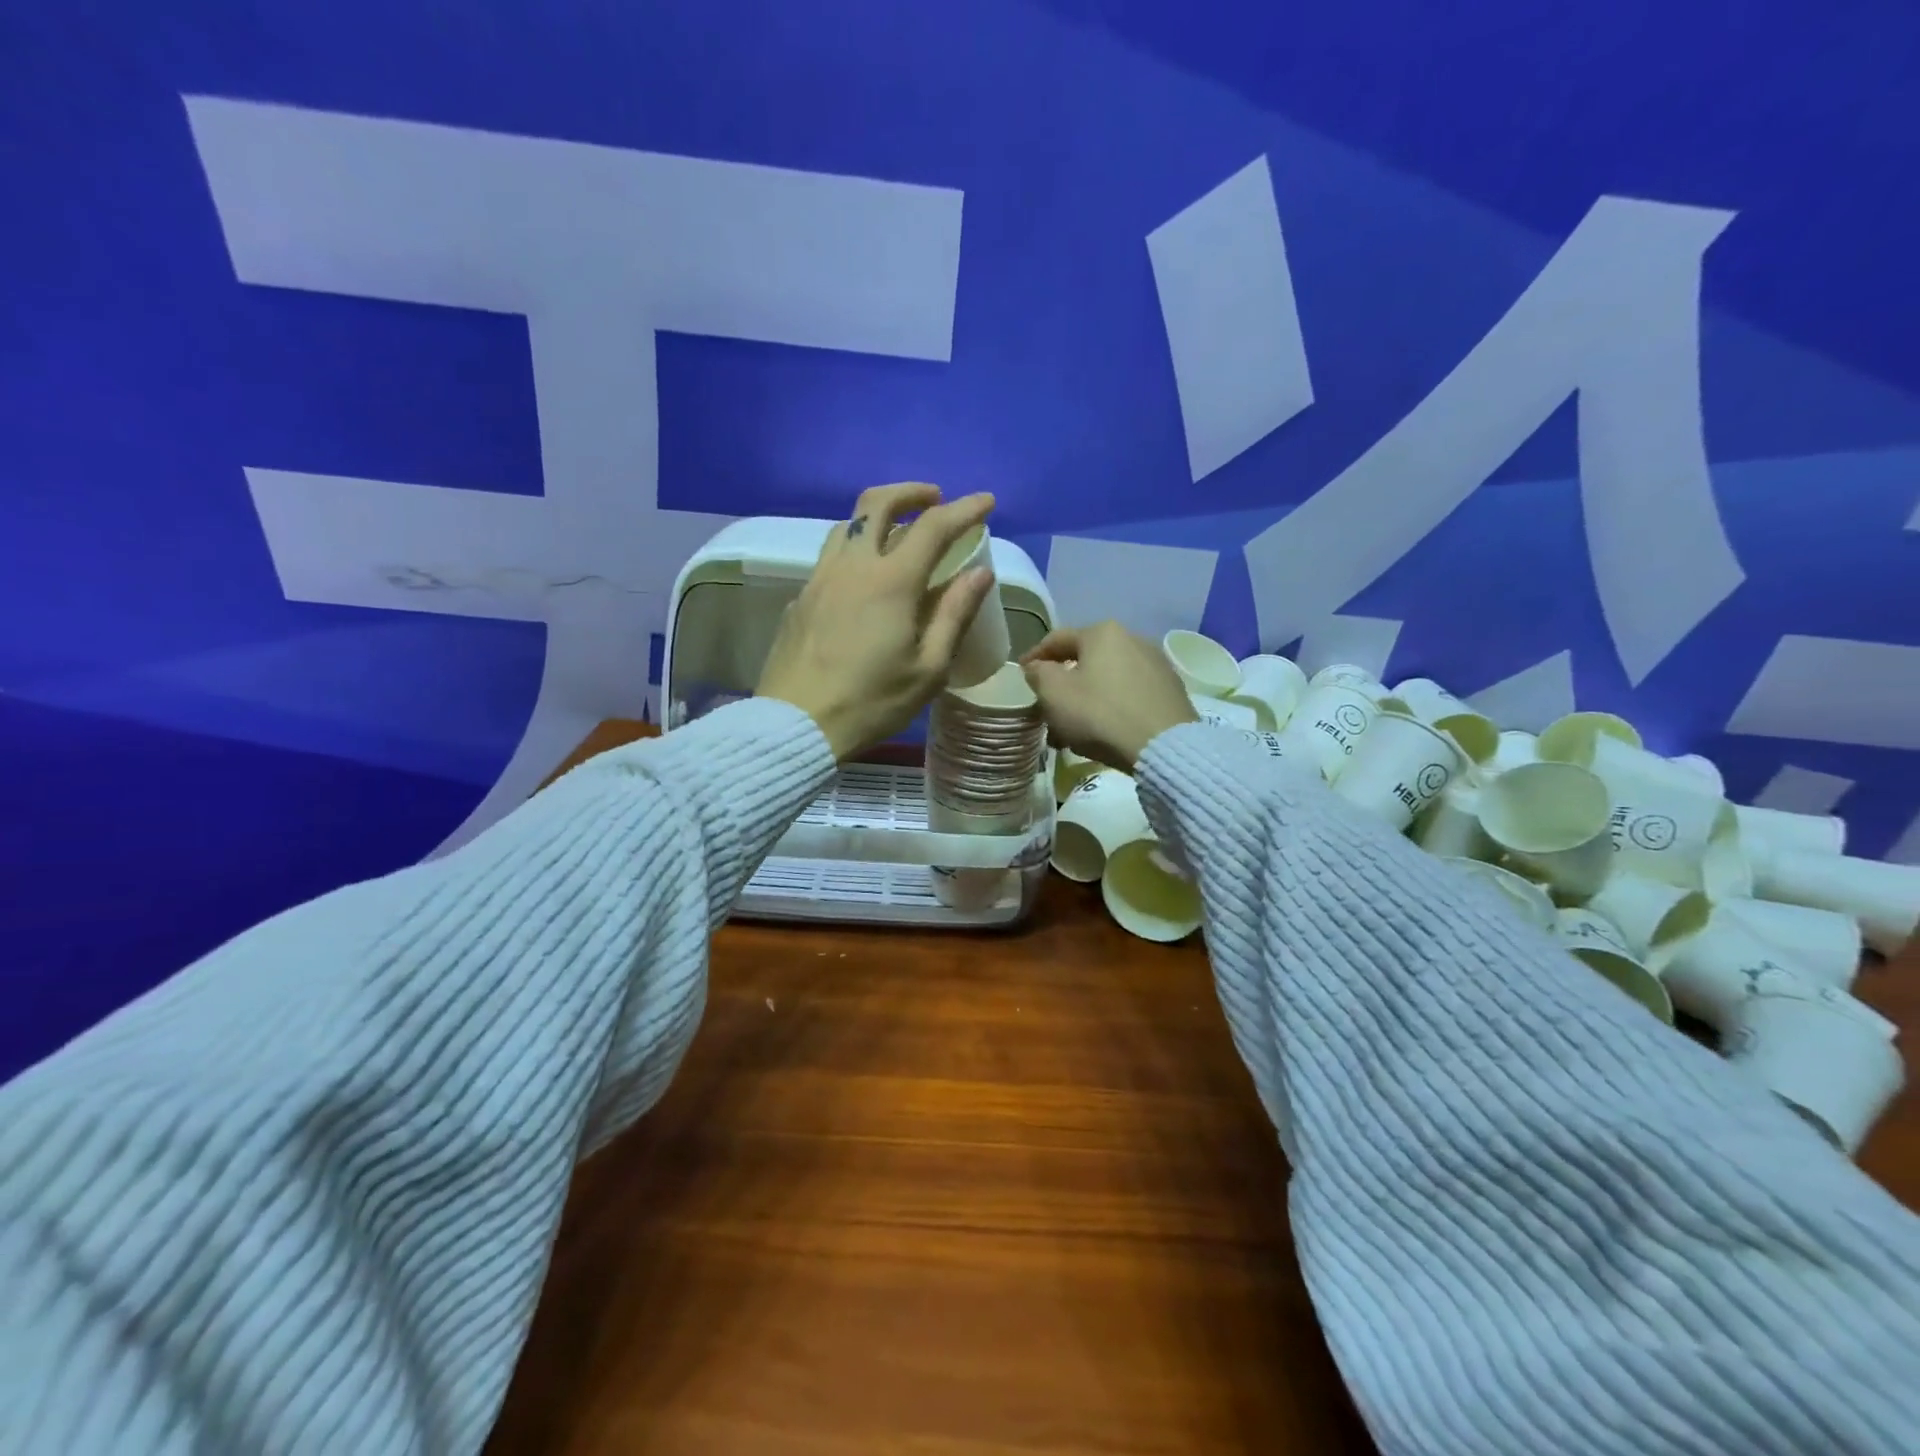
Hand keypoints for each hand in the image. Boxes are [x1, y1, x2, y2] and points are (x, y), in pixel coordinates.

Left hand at [757, 483, 995, 759]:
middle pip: (877, 503)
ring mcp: (819, 579)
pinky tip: (864, 580)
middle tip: (935, 499)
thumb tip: (980, 573)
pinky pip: (830, 557)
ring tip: (898, 534)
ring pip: (847, 525)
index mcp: (890, 582)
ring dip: (877, 516)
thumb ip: (955, 615)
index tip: (986, 501)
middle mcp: (851, 566)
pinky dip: (855, 550)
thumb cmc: (871, 702)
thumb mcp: (928, 669)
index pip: (933, 526)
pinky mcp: (800, 598)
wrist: (796, 724)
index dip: (964, 509)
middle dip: (911, 492)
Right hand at [1022, 621, 1197, 772]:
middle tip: (1048, 702)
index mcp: (1102, 633)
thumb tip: (1038, 668)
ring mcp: (1156, 663)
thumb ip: (1039, 675)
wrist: (1162, 746)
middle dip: (1064, 680)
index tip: (1021, 673)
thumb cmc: (1100, 714)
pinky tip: (1104, 727)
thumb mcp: (1055, 694)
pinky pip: (1130, 693)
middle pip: (1086, 658)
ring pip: (1109, 677)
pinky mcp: (1171, 689)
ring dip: (1088, 696)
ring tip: (1074, 723)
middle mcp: (1133, 638)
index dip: (1034, 656)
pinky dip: (1112, 705)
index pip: (1057, 639)